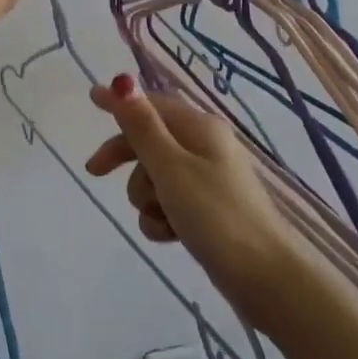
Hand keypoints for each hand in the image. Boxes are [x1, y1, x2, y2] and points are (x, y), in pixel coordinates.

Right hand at [85, 75, 294, 307]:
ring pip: (154, 177)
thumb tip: (123, 81)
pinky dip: (162, 218)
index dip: (120, 103)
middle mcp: (204, 146)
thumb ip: (142, 126)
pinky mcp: (207, 210)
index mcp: (199, 127)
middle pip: (149, 141)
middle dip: (126, 160)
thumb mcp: (170, 167)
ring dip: (147, 198)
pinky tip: (170, 235)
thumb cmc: (216, 215)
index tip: (90, 99)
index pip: (151, 104)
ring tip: (161, 217)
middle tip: (95, 173)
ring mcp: (207, 180)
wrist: (266, 277)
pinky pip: (168, 204)